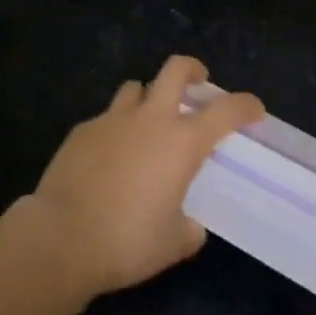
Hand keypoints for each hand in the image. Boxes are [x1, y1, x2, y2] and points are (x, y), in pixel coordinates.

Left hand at [24, 55, 263, 299]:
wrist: (61, 237)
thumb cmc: (127, 241)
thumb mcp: (172, 244)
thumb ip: (188, 229)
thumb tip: (189, 225)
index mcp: (181, 143)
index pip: (225, 111)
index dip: (245, 105)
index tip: (254, 109)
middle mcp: (150, 120)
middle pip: (175, 70)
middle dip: (192, 69)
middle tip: (198, 82)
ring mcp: (112, 120)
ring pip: (135, 87)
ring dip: (148, 97)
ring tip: (148, 121)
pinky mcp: (82, 130)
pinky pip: (106, 118)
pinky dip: (115, 129)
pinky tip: (109, 158)